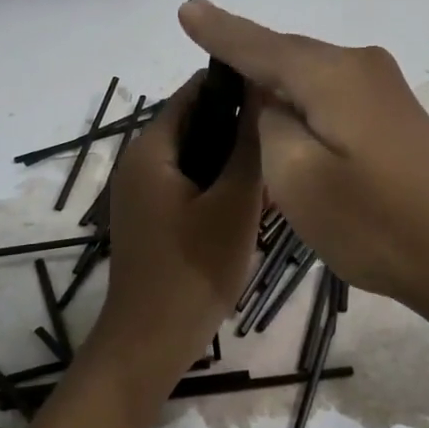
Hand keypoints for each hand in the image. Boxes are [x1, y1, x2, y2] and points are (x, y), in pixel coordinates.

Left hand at [91, 72, 264, 386]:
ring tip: (279, 164)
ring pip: (197, 156)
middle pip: (196, 123)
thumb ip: (249, 146)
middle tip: (288, 133)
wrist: (150, 343)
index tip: (281, 90)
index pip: (194, 91)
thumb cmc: (193, 270)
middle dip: (240, 125)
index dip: (237, 84)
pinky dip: (220, 184)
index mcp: (151, 149)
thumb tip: (264, 92)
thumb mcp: (233, 204)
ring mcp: (143, 193)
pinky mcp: (153, 218)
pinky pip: (191, 184)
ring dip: (234, 158)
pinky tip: (255, 200)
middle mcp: (140, 162)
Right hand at [178, 0, 428, 315]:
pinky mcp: (394, 115)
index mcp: (331, 74)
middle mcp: (360, 66)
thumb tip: (273, 100)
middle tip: (204, 62)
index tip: (186, 10)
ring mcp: (384, 89)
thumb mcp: (296, 177)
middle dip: (246, 57)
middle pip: (287, 55)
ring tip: (236, 89)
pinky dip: (304, 101)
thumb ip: (270, 124)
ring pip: (311, 75)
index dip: (220, 31)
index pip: (259, 45)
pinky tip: (289, 115)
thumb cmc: (372, 222)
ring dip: (276, 82)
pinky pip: (332, 93)